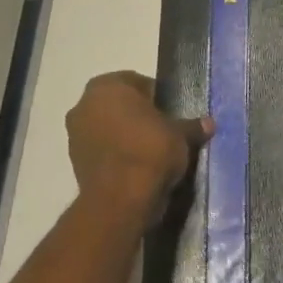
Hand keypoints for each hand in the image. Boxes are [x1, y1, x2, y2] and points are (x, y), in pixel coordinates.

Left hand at [65, 72, 210, 226]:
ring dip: (125, 135)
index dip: (157, 97)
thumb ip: (192, 126)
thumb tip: (209, 124)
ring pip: (107, 128)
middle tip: (163, 130)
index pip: (138, 83)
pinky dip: (116, 155)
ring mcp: (75, 134)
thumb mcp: (181, 135)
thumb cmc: (150, 151)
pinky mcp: (74, 162)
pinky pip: (102, 150)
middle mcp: (84, 104)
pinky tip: (136, 167)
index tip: (171, 113)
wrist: (120, 199)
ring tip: (151, 151)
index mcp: (108, 87)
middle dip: (138, 115)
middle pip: (119, 105)